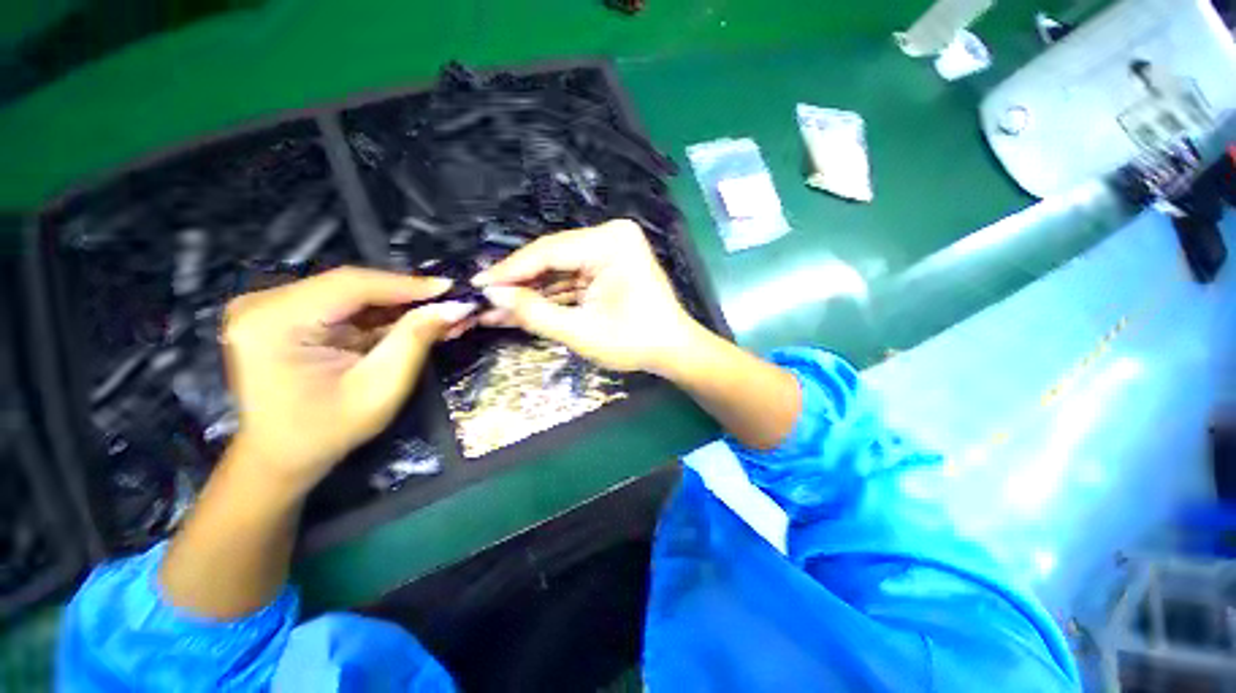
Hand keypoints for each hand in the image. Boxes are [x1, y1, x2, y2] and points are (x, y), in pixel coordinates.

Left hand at [220, 267, 475, 489]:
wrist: (281, 457)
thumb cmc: (327, 431)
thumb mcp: (380, 388)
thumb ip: (415, 340)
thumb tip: (455, 306)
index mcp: (273, 321)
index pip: (351, 285)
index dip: (408, 284)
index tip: (453, 288)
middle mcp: (264, 303)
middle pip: (352, 286)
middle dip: (408, 297)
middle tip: (453, 306)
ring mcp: (271, 307)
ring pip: (352, 294)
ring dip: (400, 306)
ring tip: (441, 316)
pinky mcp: (284, 315)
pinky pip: (344, 306)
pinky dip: (382, 315)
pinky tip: (414, 322)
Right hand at [472, 219, 699, 373]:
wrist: (673, 352)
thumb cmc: (635, 342)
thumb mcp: (581, 331)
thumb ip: (535, 312)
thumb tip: (492, 295)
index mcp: (610, 242)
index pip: (548, 251)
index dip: (510, 270)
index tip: (477, 285)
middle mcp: (609, 237)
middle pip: (551, 259)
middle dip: (517, 284)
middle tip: (481, 299)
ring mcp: (608, 252)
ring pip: (557, 272)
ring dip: (529, 293)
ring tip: (493, 310)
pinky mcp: (606, 269)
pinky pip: (570, 281)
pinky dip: (548, 297)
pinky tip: (520, 310)